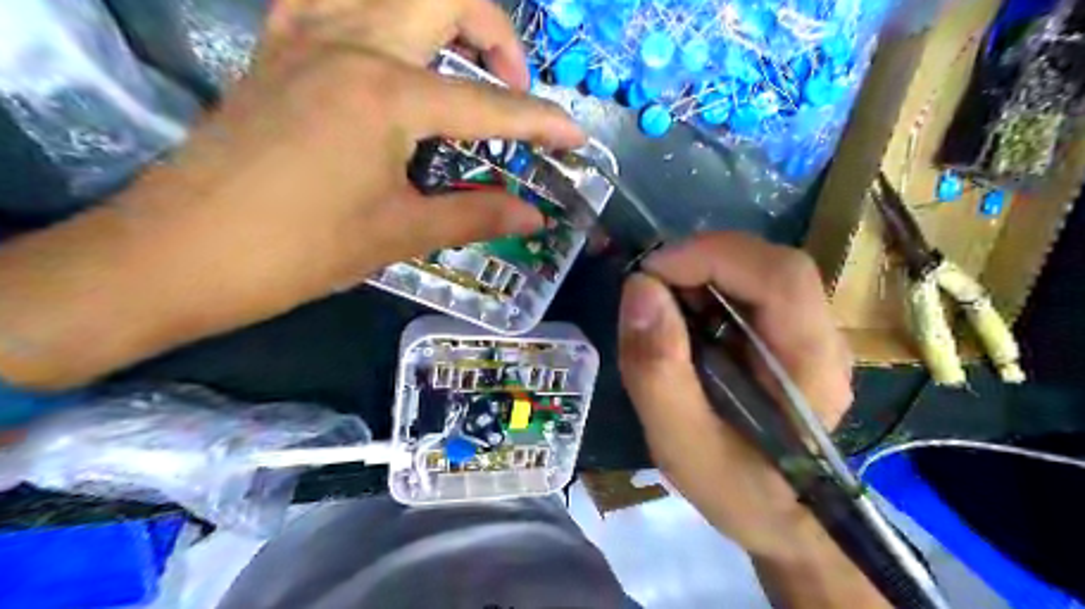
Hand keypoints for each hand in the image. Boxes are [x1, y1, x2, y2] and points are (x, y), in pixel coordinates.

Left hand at [0, 0, 584, 390]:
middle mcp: (351, 43)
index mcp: (387, 95)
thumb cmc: (300, 250)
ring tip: (461, 59)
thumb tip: (534, 216)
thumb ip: (476, 215)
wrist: (185, 251)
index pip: (489, 105)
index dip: (541, 122)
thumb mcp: (400, 234)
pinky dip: (377, 9)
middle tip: (511, 84)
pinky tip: (390, 45)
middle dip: (497, 34)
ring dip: (441, 11)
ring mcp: (305, 33)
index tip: (576, 136)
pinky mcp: (277, 44)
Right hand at [618, 233, 880, 608]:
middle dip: (700, 261)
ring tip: (661, 306)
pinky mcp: (791, 335)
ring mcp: (811, 333)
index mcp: (810, 366)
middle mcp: (823, 338)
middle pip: (770, 264)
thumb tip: (639, 288)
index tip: (648, 275)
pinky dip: (707, 289)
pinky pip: (749, 289)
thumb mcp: (681, 444)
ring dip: (701, 273)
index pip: (779, 276)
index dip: (710, 257)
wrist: (782, 518)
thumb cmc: (736, 490)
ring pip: (759, 270)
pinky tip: (683, 319)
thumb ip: (657, 371)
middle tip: (648, 289)